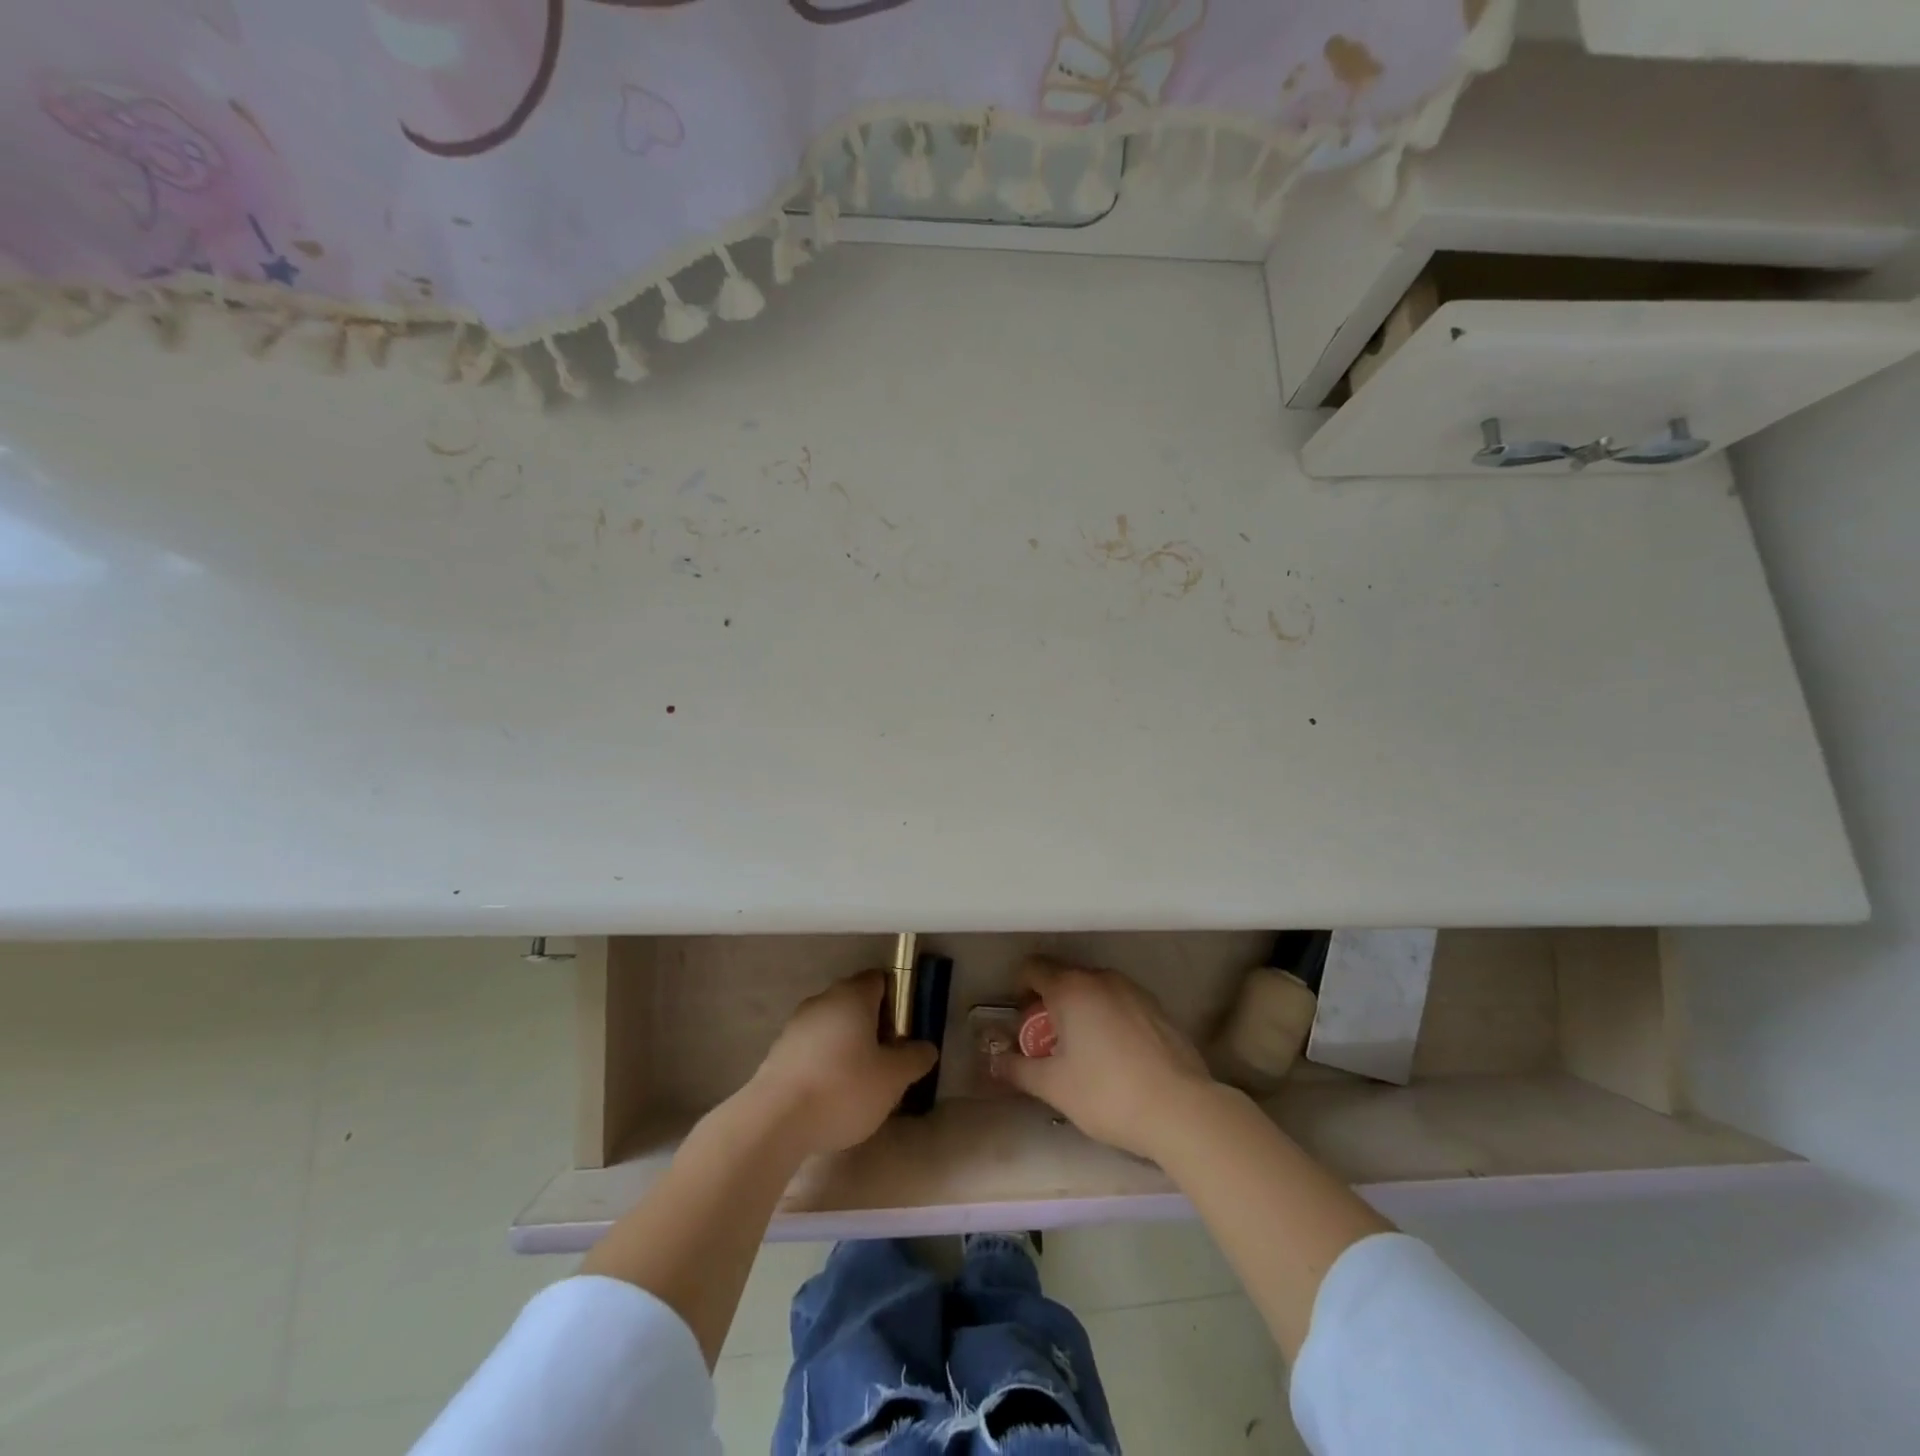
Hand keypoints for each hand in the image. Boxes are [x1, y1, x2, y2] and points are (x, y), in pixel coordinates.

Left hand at [744, 971, 938, 1158]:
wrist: (774, 1121)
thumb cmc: (843, 1088)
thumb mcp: (893, 1078)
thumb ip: (915, 1058)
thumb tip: (926, 1048)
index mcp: (853, 995)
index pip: (881, 979)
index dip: (898, 1000)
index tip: (907, 1031)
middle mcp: (823, 1000)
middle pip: (856, 1002)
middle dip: (875, 1025)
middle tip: (889, 1059)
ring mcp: (796, 1025)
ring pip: (833, 1026)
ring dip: (849, 1045)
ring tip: (861, 1082)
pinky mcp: (778, 1052)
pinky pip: (812, 1048)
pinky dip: (826, 1063)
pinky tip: (832, 1094)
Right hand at [991, 957, 1218, 1161]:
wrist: (1180, 1109)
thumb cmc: (1107, 1094)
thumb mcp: (1053, 1086)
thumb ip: (1018, 1069)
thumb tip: (994, 1062)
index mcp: (1070, 988)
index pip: (1033, 968)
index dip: (1020, 990)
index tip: (1022, 1022)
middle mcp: (1101, 978)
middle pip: (1064, 977)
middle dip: (1049, 1004)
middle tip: (1048, 1043)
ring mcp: (1133, 989)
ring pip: (1094, 989)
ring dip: (1080, 1009)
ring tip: (1082, 1050)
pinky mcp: (1157, 1007)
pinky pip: (1120, 1001)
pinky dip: (1108, 1017)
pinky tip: (1115, 1055)